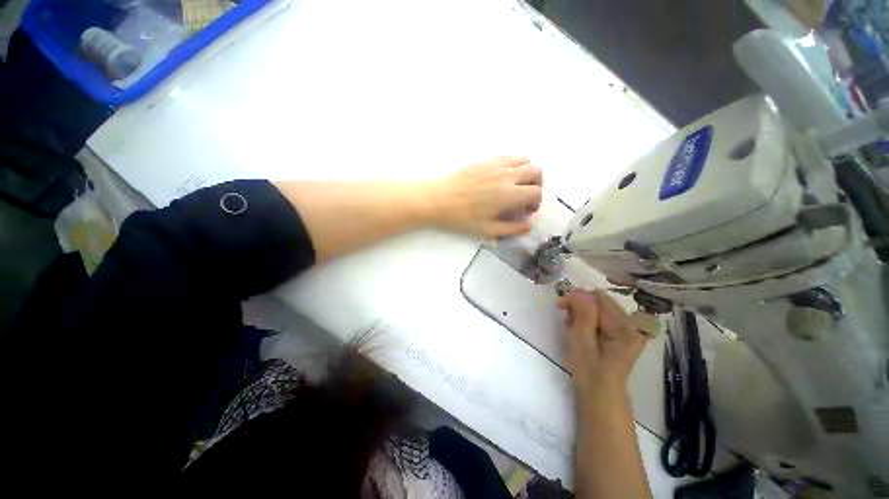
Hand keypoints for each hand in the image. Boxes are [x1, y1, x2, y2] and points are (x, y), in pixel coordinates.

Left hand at [428, 157, 542, 237]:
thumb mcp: (488, 230)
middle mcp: (507, 175)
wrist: (439, 199)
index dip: (536, 202)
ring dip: (527, 172)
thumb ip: (512, 228)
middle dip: (537, 184)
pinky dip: (514, 165)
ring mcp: (496, 165)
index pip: (536, 192)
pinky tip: (503, 177)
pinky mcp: (485, 160)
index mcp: (509, 193)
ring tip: (518, 185)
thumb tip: (528, 224)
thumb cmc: (462, 217)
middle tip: (526, 196)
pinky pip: (508, 157)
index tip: (527, 210)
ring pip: (524, 159)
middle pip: (536, 171)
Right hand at [557, 289, 647, 395]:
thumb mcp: (582, 342)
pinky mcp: (624, 332)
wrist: (601, 395)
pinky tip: (581, 328)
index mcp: (626, 328)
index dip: (577, 299)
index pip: (598, 298)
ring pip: (600, 305)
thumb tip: (579, 291)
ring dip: (582, 311)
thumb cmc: (589, 372)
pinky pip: (603, 314)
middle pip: (601, 300)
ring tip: (572, 325)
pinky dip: (588, 317)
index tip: (561, 307)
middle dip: (580, 304)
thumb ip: (583, 315)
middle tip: (566, 318)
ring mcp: (630, 328)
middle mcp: (633, 324)